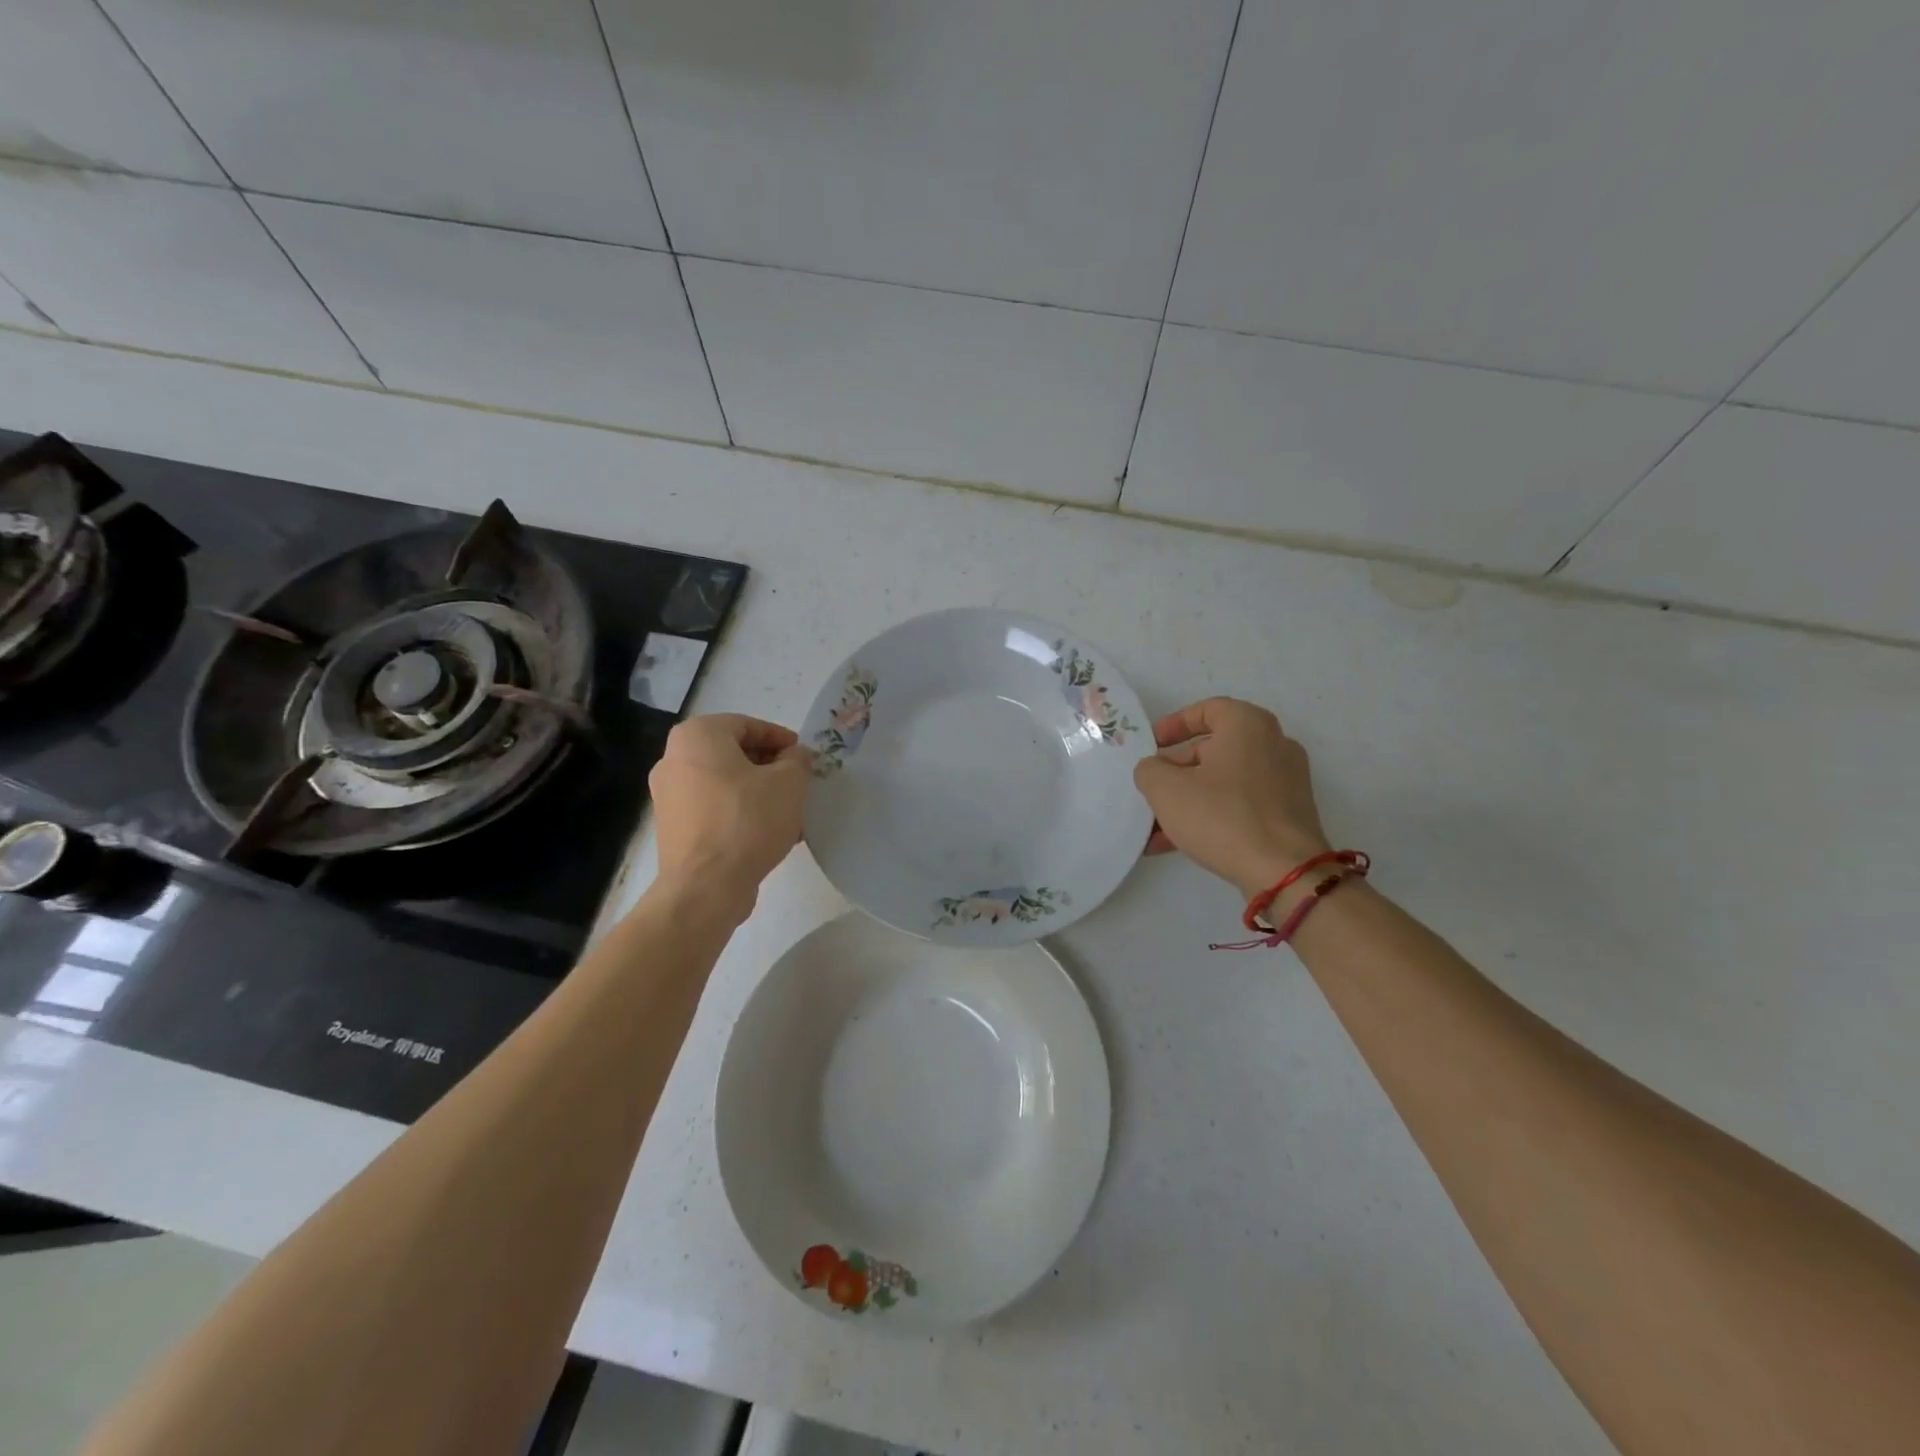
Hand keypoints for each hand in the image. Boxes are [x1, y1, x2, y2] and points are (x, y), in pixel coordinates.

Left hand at [649, 714, 813, 905]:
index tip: (804, 758)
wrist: (706, 886)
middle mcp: (674, 759)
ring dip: (757, 792)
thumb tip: (795, 756)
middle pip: (733, 753)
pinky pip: (713, 808)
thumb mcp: (789, 783)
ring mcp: (668, 796)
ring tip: (788, 812)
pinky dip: (740, 813)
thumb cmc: (748, 821)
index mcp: (697, 737)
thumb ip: (798, 760)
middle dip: (769, 767)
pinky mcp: (673, 827)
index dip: (781, 739)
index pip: (747, 725)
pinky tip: (767, 833)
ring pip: (724, 783)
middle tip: (798, 783)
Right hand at [1133, 697, 1331, 899]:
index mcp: (1248, 725)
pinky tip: (1179, 844)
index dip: (1173, 725)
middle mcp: (1274, 744)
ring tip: (1156, 828)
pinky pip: (1241, 804)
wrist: (1284, 873)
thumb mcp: (1166, 789)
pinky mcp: (1289, 813)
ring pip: (1225, 781)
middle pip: (1214, 749)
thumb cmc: (1222, 817)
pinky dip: (1212, 816)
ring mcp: (1286, 780)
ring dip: (1189, 799)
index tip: (1151, 746)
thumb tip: (1155, 770)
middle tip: (1152, 790)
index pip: (1206, 710)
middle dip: (1176, 771)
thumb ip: (1149, 770)